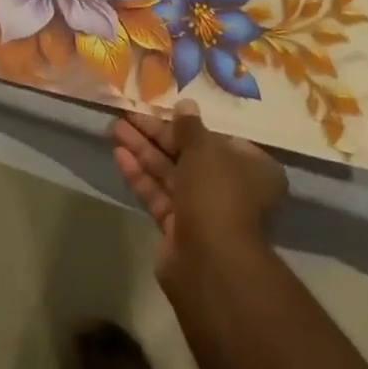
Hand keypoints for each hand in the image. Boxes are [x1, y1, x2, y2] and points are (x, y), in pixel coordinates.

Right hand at [111, 101, 285, 275]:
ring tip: (116, 128)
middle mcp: (231, 188)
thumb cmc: (217, 193)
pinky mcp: (179, 230)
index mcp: (251, 167)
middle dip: (157, 135)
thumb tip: (186, 105)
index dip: (188, 124)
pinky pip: (159, 195)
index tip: (162, 108)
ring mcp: (204, 211)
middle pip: (189, 154)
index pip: (217, 138)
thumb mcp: (205, 149)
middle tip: (128, 114)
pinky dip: (140, 176)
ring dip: (144, 151)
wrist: (210, 263)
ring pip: (170, 174)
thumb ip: (190, 127)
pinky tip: (119, 155)